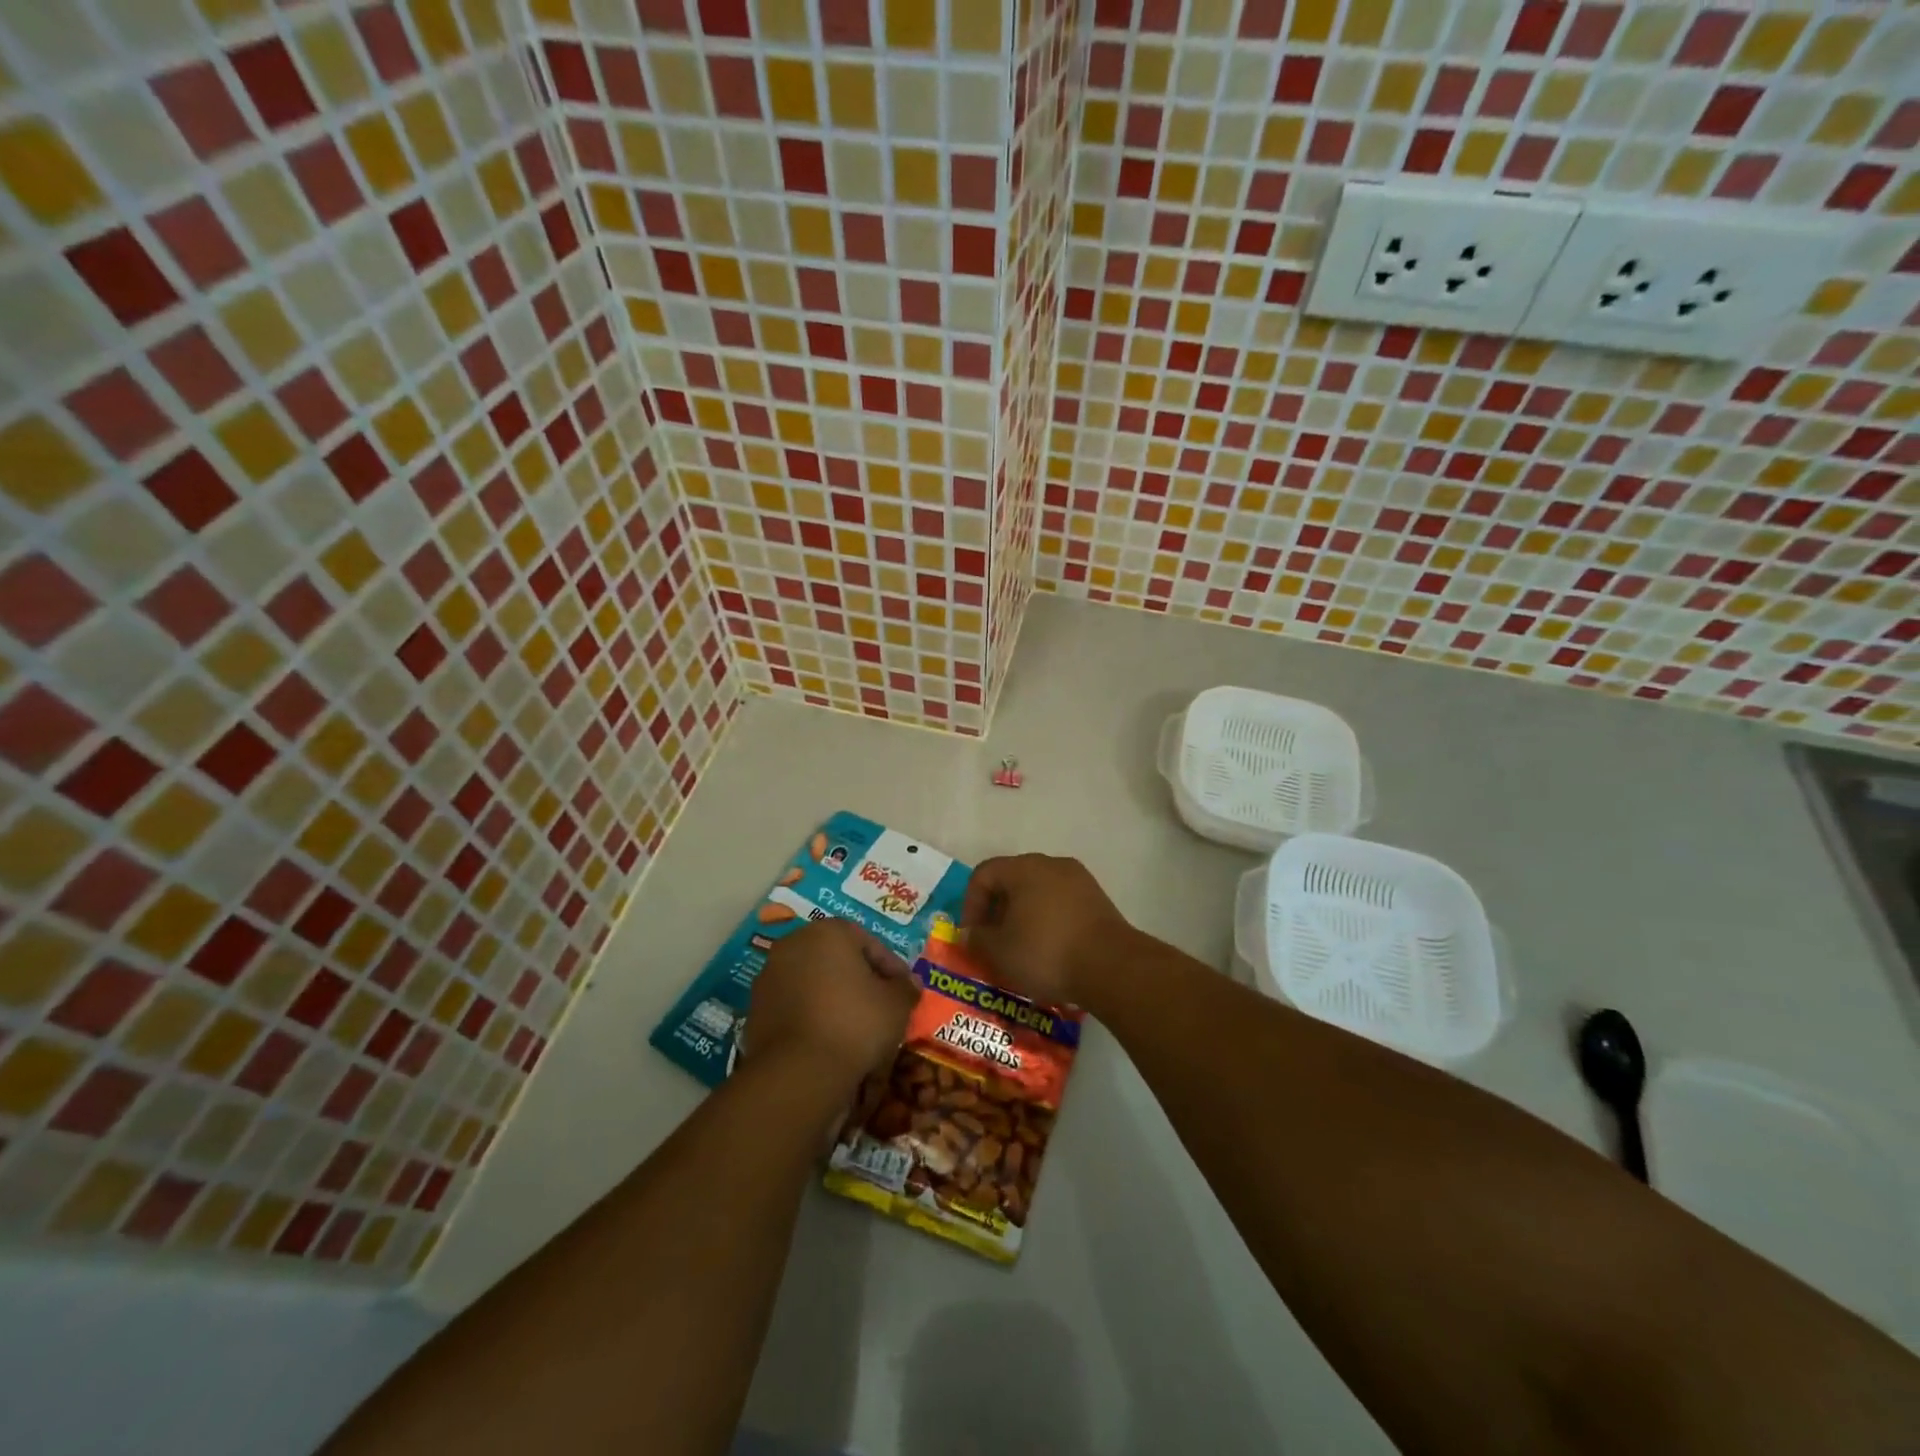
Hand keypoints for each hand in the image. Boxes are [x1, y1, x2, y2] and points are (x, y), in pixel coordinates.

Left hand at [745, 920, 918, 1089]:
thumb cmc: (855, 1024)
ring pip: (812, 980)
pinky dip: (811, 1015)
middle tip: (880, 1003)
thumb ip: (905, 988)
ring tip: (854, 1025)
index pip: (868, 942)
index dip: (890, 966)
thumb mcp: (896, 1005)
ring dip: (833, 996)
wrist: (799, 1072)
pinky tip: (828, 1038)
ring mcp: (769, 976)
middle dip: (859, 978)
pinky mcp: (755, 1009)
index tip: (903, 989)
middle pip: (836, 957)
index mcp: (828, 932)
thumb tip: (909, 985)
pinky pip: (794, 1005)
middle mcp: (794, 944)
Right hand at [959, 854, 1133, 1005]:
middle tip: (993, 941)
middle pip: (1012, 880)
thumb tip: (971, 932)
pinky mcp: (1098, 899)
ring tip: (1021, 948)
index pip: (984, 874)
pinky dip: (1048, 921)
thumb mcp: (999, 951)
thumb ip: (977, 938)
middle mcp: (1051, 864)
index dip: (970, 903)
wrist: (1111, 966)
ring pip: (1038, 892)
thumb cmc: (1046, 952)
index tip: (972, 935)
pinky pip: (1061, 903)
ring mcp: (1079, 880)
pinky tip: (1050, 949)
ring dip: (1023, 916)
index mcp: (1024, 868)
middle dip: (997, 910)